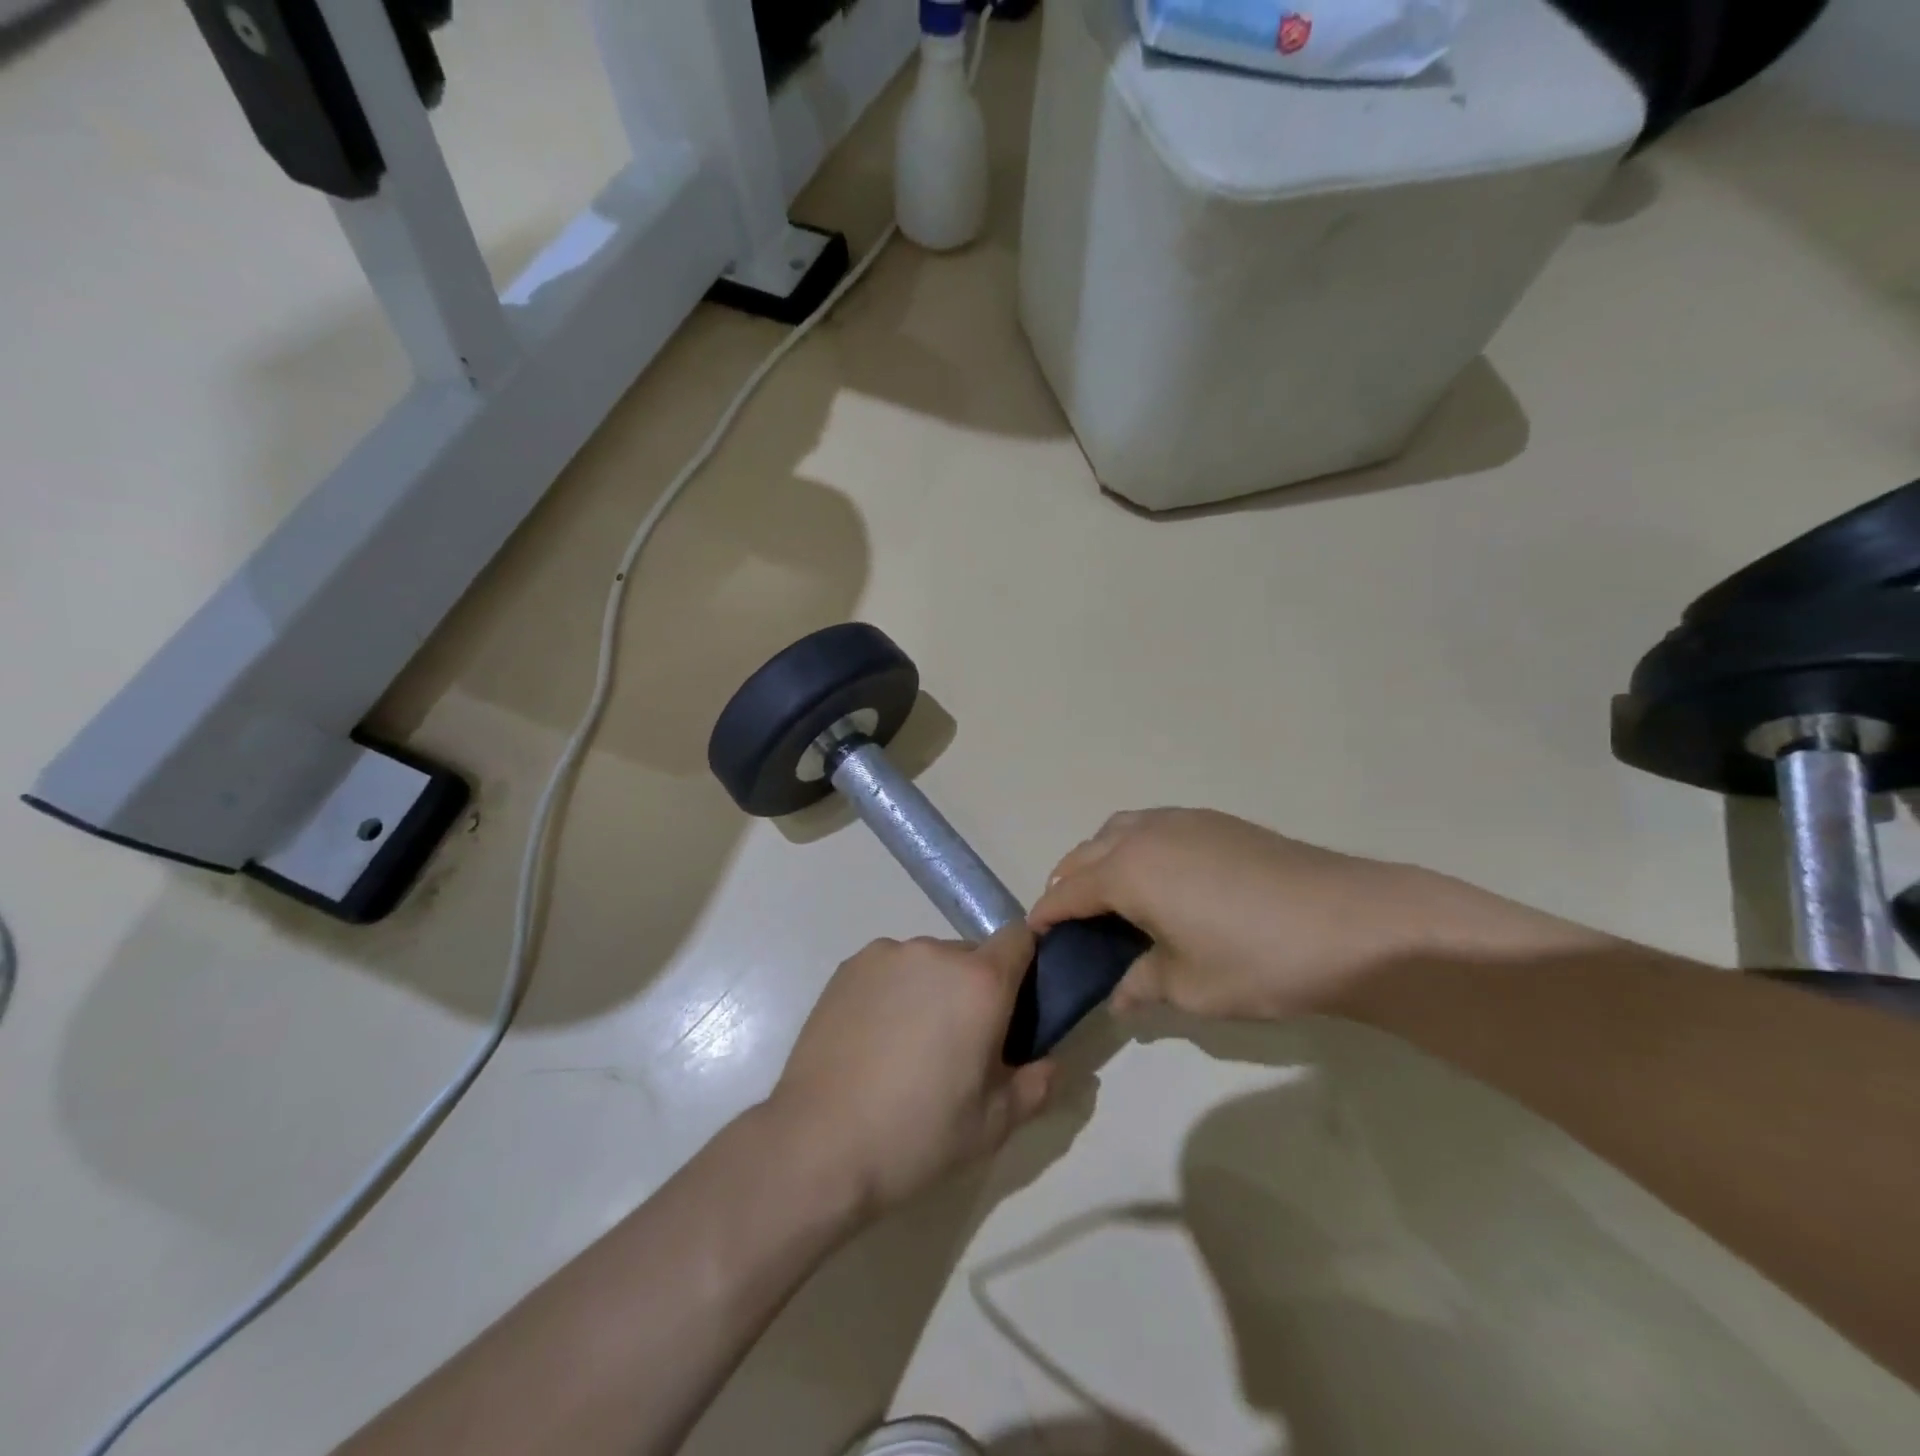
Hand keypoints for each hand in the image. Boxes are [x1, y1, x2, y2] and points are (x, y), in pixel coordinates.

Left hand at [767, 928, 1055, 1218]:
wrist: (819, 1145)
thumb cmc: (918, 1135)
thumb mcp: (994, 1125)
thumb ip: (1036, 1085)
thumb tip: (1052, 1062)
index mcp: (980, 981)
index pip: (1019, 939)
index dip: (1026, 964)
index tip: (1018, 1004)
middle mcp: (934, 952)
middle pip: (971, 956)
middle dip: (975, 989)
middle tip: (960, 1044)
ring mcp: (886, 956)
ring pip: (928, 963)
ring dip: (931, 990)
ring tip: (909, 1046)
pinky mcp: (848, 967)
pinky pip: (889, 970)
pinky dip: (893, 992)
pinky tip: (874, 1039)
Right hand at [1029, 808, 1601, 1022]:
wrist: (1353, 925)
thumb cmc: (1259, 960)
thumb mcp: (1190, 986)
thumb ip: (1143, 985)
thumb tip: (1119, 995)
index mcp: (1128, 871)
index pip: (1069, 892)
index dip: (1048, 916)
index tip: (1035, 938)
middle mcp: (1146, 834)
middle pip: (1088, 854)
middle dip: (1070, 885)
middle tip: (1071, 925)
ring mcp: (1184, 821)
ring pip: (1120, 832)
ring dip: (1102, 860)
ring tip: (1112, 899)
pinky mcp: (1217, 821)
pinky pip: (1154, 827)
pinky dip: (1137, 848)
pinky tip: (1161, 881)